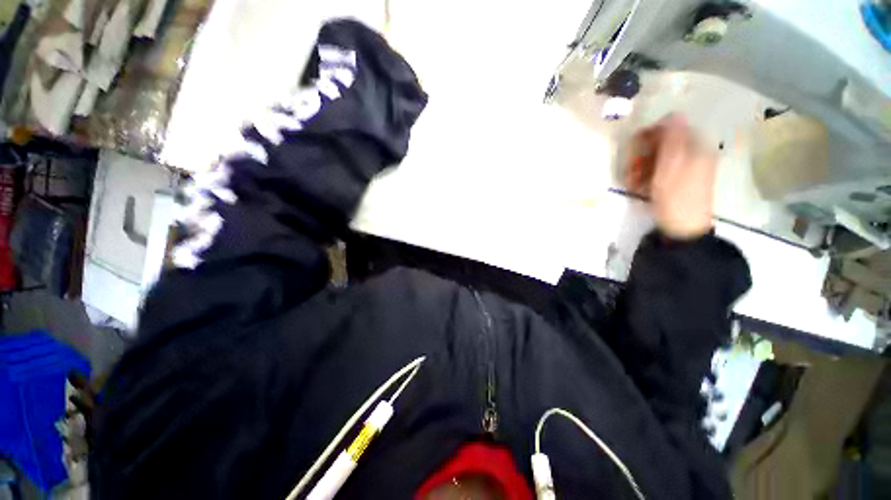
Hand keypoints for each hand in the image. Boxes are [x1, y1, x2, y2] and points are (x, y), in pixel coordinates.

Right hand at [625, 114, 715, 239]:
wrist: (683, 229)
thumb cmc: (675, 197)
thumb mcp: (671, 167)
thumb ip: (672, 140)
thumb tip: (673, 113)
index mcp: (695, 147)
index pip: (670, 128)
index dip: (650, 135)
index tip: (634, 148)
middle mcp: (693, 153)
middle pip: (663, 144)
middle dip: (643, 155)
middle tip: (632, 170)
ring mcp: (686, 168)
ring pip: (658, 158)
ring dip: (642, 168)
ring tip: (633, 183)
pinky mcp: (678, 181)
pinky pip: (659, 171)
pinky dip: (647, 176)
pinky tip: (640, 187)